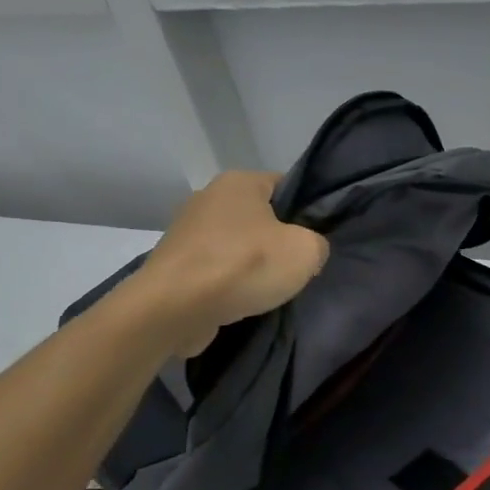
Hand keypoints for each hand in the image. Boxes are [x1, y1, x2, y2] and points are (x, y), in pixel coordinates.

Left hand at [132, 171, 329, 354]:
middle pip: (260, 217)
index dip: (306, 211)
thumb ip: (317, 243)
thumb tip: (308, 250)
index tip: (315, 239)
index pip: (286, 186)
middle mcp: (209, 197)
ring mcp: (186, 231)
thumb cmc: (243, 267)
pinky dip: (227, 283)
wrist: (173, 309)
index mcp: (239, 181)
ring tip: (267, 290)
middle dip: (277, 241)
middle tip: (296, 268)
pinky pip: (213, 269)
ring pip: (236, 245)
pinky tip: (240, 302)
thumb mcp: (305, 252)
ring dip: (250, 265)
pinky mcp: (174, 263)